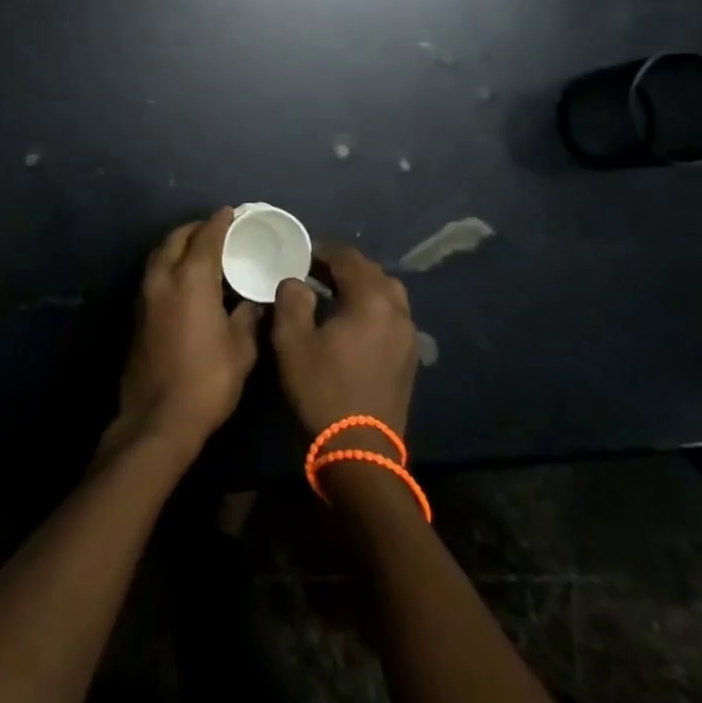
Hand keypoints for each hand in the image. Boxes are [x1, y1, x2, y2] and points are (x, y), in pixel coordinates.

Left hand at [111, 207, 261, 456]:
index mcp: (191, 279)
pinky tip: (186, 278)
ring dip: (179, 244)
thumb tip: (254, 302)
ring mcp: (145, 295)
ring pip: (160, 254)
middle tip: (218, 230)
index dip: (220, 222)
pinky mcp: (138, 314)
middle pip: (177, 238)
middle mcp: (163, 278)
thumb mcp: (241, 349)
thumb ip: (248, 316)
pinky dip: (170, 264)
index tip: (232, 212)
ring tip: (201, 249)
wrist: (158, 419)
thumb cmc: (207, 381)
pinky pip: (154, 273)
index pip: (206, 237)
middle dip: (196, 229)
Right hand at [271, 244, 418, 439]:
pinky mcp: (410, 357)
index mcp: (371, 299)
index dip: (323, 251)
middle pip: (372, 272)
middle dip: (343, 267)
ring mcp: (408, 335)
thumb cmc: (323, 389)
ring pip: (387, 293)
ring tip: (334, 295)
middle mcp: (397, 310)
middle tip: (315, 273)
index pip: (348, 258)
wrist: (360, 451)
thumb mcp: (292, 341)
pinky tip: (352, 323)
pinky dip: (373, 308)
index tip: (301, 256)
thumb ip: (291, 300)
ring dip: (361, 287)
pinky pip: (392, 316)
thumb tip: (296, 282)